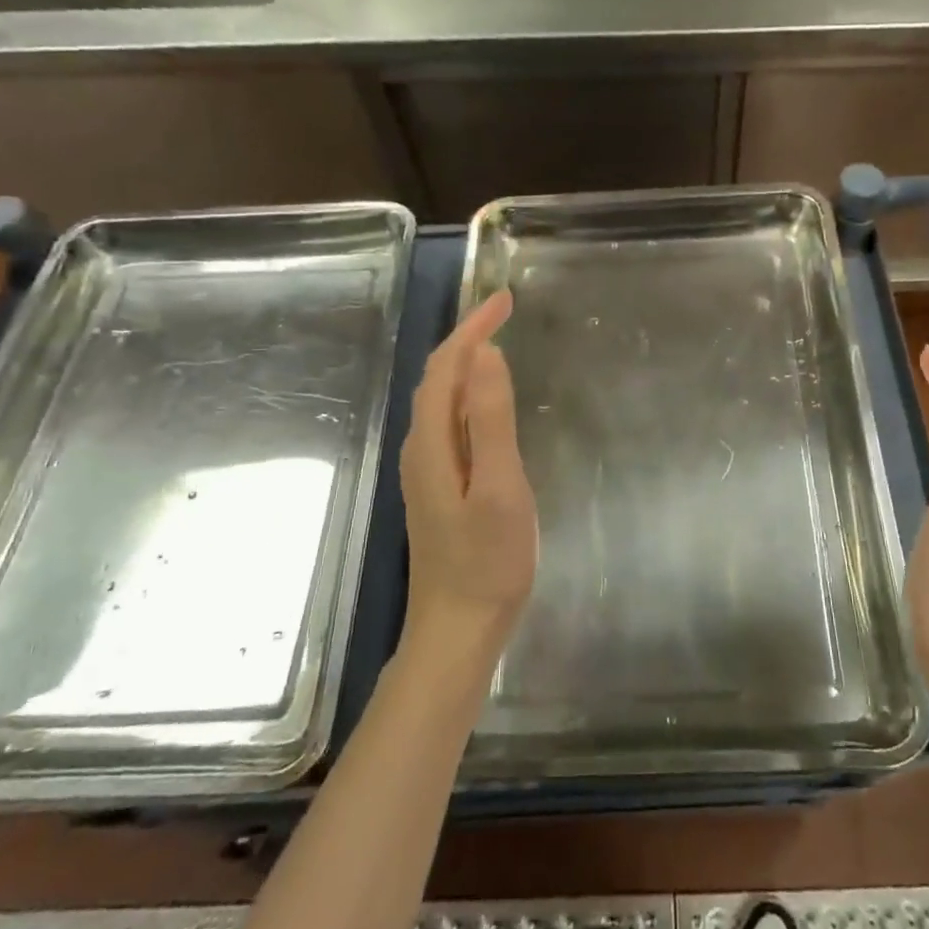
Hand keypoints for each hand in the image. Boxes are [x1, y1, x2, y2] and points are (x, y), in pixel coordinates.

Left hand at [398, 290, 538, 670]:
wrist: (458, 629)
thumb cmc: (488, 561)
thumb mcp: (500, 487)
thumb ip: (491, 420)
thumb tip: (486, 354)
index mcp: (433, 442)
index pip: (447, 365)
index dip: (473, 327)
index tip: (506, 299)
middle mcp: (421, 448)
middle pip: (438, 378)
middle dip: (468, 337)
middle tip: (506, 312)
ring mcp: (427, 471)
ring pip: (441, 400)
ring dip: (466, 363)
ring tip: (498, 343)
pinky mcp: (439, 488)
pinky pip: (449, 423)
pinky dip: (467, 394)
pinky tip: (488, 406)